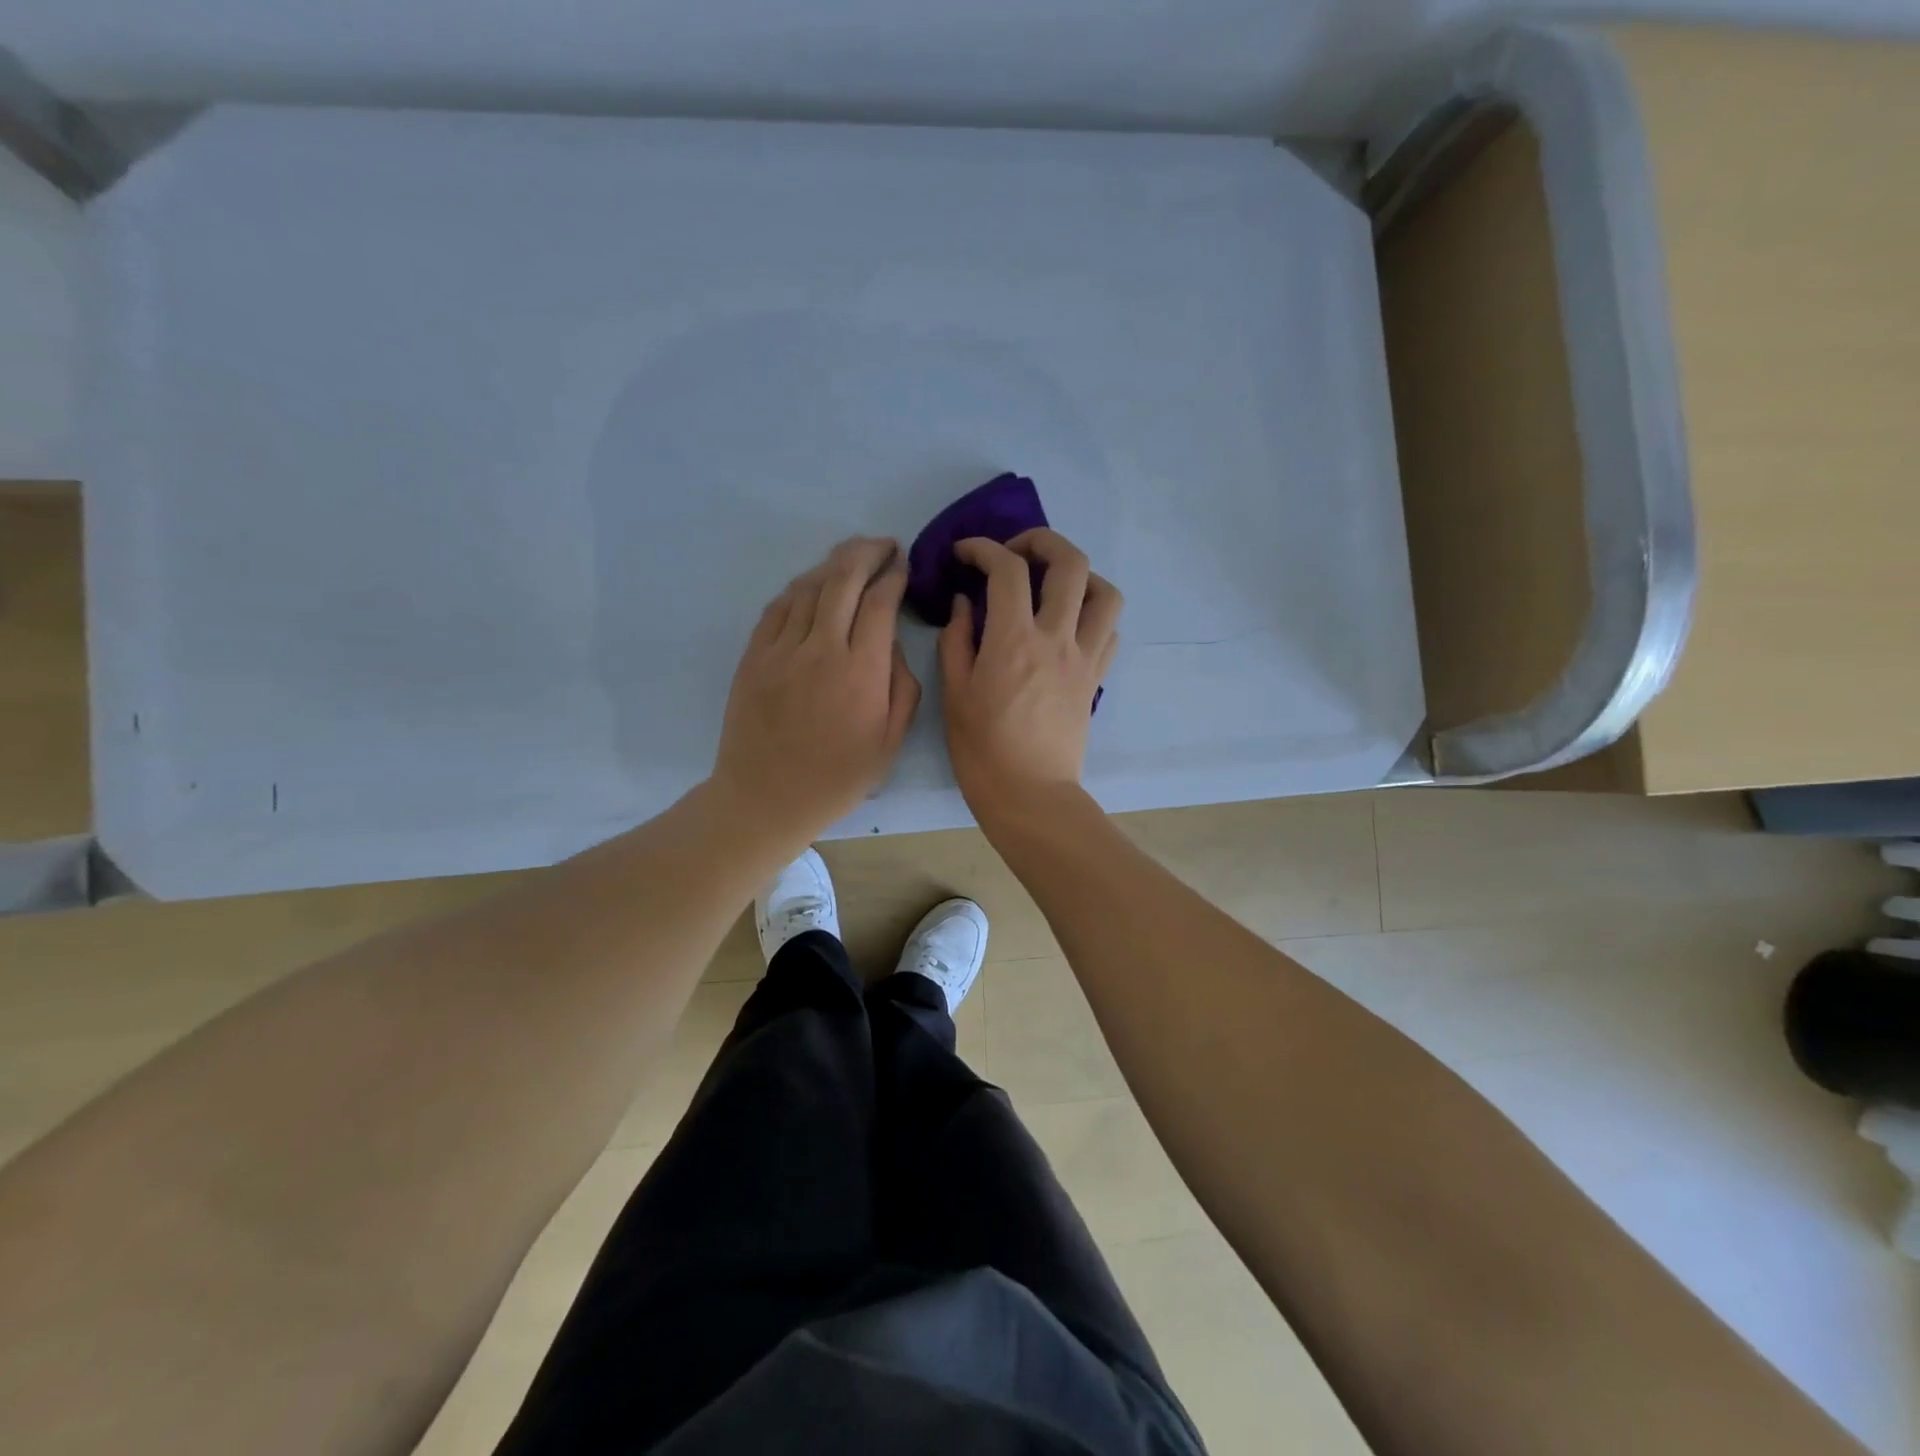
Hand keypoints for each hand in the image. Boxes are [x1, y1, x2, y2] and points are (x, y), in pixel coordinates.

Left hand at [712, 537, 920, 847]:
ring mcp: (781, 649)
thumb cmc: (836, 778)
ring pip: (809, 586)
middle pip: (843, 579)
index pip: (880, 603)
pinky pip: (778, 607)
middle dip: (867, 552)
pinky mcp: (754, 655)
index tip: (904, 567)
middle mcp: (820, 648)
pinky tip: (813, 585)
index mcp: (861, 671)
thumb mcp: (890, 743)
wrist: (765, 798)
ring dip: (834, 564)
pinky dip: (800, 587)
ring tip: (852, 558)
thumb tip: (891, 644)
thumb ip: (902, 687)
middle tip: (883, 546)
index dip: (894, 576)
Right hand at [939, 529, 1120, 826]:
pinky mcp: (1095, 679)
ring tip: (1052, 585)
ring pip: (1105, 592)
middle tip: (1016, 552)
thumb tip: (964, 603)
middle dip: (1042, 540)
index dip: (983, 547)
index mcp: (1013, 640)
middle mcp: (1057, 638)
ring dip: (1080, 575)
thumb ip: (957, 640)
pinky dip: (1092, 614)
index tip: (965, 552)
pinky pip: (1109, 631)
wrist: (1030, 795)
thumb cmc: (982, 750)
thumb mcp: (954, 694)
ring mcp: (1084, 658)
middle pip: (1070, 562)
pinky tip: (1068, 625)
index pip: (1006, 569)